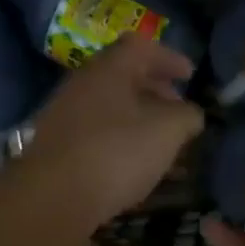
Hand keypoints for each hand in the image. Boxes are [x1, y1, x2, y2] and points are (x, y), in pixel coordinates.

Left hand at [23, 35, 203, 228]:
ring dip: (138, 118)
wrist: (53, 198)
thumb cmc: (116, 153)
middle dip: (155, 90)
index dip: (169, 58)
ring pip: (110, 107)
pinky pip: (97, 132)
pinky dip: (121, 139)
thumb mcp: (168, 131)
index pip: (141, 46)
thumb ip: (187, 116)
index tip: (190, 76)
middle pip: (123, 76)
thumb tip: (191, 114)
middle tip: (178, 108)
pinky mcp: (58, 147)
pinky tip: (134, 164)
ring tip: (161, 141)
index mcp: (109, 69)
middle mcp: (82, 84)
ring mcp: (65, 116)